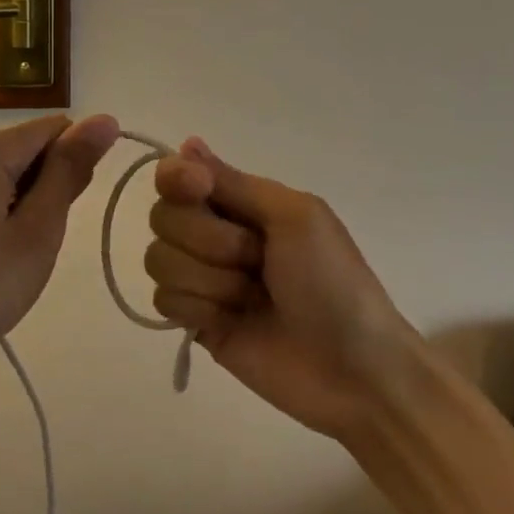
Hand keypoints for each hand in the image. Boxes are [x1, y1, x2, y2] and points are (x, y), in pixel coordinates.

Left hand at [0, 114, 120, 383]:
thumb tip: (105, 119)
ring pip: (12, 172)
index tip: (70, 211)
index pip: (55, 128)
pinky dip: (8, 213)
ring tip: (21, 251)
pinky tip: (1, 253)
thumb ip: (70, 170)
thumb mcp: (38, 229)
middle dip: (52, 185)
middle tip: (42, 239)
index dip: (76, 163)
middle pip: (31, 147)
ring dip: (32, 203)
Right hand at [145, 140, 414, 439]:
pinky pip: (163, 301)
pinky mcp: (196, 321)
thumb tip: (188, 143)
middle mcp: (215, 234)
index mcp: (242, 202)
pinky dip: (198, 309)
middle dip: (209, 241)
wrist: (354, 371)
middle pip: (164, 217)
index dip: (178, 181)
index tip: (199, 189)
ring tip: (250, 298)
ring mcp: (203, 279)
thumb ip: (236, 183)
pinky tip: (230, 321)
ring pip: (159, 259)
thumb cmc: (333, 282)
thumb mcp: (295, 216)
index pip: (178, 176)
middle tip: (256, 260)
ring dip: (209, 279)